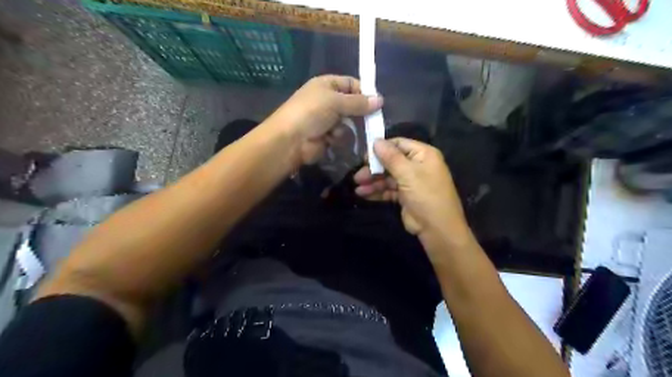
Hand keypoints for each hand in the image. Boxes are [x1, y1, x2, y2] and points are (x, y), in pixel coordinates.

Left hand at [269, 76, 382, 164]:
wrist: (290, 140)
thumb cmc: (311, 113)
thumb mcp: (336, 102)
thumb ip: (359, 102)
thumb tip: (381, 100)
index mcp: (327, 85)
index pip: (351, 84)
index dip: (364, 91)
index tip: (377, 102)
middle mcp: (327, 101)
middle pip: (352, 104)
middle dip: (358, 113)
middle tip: (371, 120)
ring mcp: (327, 119)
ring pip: (349, 122)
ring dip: (346, 127)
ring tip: (336, 130)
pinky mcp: (327, 136)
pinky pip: (342, 135)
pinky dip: (338, 137)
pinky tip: (330, 139)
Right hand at [357, 136, 471, 249]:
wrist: (437, 228)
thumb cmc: (426, 195)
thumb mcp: (408, 174)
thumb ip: (390, 157)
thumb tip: (376, 141)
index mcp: (423, 155)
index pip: (399, 144)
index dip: (381, 148)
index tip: (365, 156)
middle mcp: (417, 165)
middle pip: (391, 162)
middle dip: (374, 169)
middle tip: (358, 176)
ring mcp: (411, 181)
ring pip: (388, 177)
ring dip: (372, 182)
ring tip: (357, 188)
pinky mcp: (405, 196)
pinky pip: (388, 190)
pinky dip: (377, 192)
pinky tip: (363, 194)